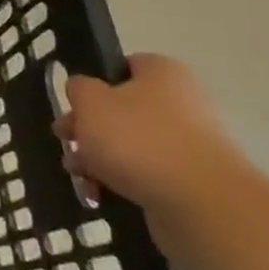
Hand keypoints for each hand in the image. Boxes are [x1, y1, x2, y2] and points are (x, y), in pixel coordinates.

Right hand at [55, 54, 250, 215]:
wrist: (201, 203)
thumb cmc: (138, 139)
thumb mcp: (90, 102)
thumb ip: (78, 88)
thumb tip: (85, 91)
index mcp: (164, 74)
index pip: (123, 66)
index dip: (93, 83)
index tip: (74, 104)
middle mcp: (182, 103)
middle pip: (120, 109)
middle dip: (87, 128)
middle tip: (66, 141)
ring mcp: (189, 143)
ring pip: (128, 144)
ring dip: (96, 158)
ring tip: (80, 175)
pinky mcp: (190, 179)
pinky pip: (144, 173)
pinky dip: (118, 181)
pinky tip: (99, 193)